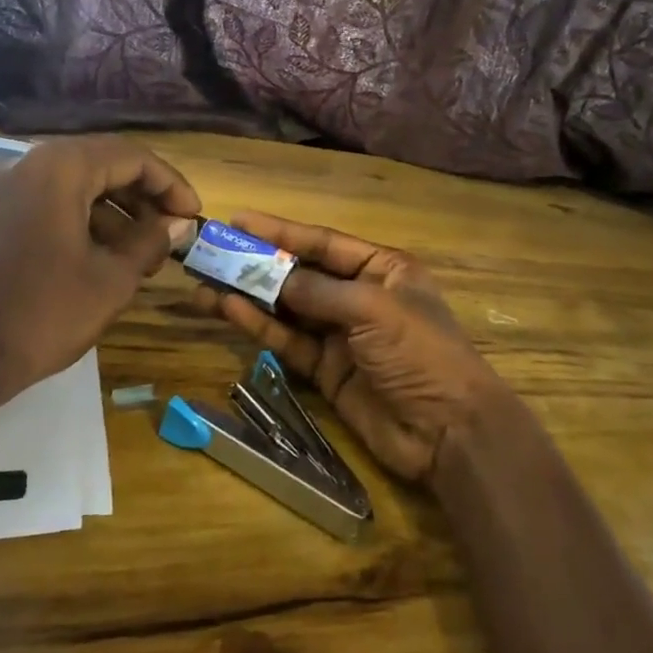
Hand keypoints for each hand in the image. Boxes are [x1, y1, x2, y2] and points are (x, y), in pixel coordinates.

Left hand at [0, 136, 200, 409]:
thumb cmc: (40, 315)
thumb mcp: (111, 280)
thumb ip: (150, 241)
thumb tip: (177, 222)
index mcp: (57, 167)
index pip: (131, 157)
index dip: (170, 185)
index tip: (191, 216)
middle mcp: (23, 163)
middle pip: (99, 165)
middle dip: (141, 199)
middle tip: (168, 235)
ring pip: (70, 185)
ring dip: (111, 213)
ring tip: (138, 256)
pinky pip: (42, 202)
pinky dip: (76, 220)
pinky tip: (97, 258)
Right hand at [191, 211, 507, 482]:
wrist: (448, 432)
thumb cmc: (420, 352)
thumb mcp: (372, 309)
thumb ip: (318, 291)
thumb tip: (272, 277)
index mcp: (382, 269)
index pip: (323, 242)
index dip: (281, 231)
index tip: (239, 221)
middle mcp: (359, 296)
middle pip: (301, 273)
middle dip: (258, 264)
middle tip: (212, 252)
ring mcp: (341, 335)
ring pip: (287, 308)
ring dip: (249, 296)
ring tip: (205, 283)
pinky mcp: (326, 370)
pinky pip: (288, 340)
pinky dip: (260, 326)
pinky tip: (228, 309)